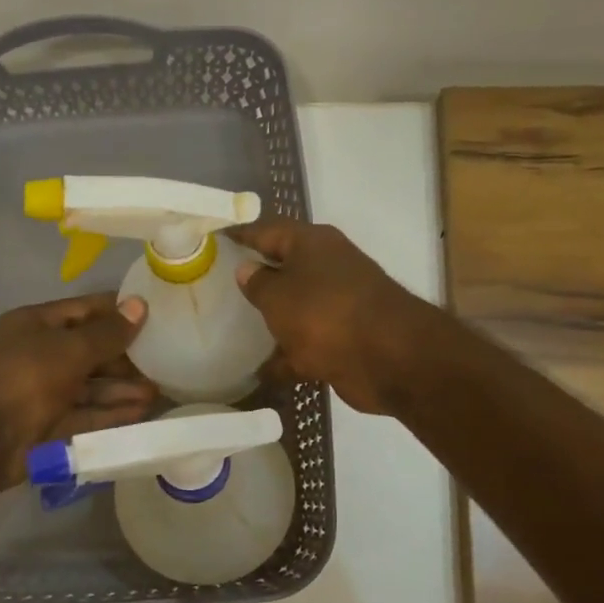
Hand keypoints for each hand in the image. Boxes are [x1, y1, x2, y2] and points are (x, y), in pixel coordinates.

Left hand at [0, 292, 155, 486]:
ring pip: (91, 387)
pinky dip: (112, 414)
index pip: (85, 311)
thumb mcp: (69, 348)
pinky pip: (87, 415)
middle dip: (126, 357)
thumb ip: (107, 333)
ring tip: (158, 392)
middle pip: (90, 351)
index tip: (156, 314)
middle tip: (165, 361)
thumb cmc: (24, 377)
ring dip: (123, 389)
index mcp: (36, 325)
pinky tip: (141, 413)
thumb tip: (140, 306)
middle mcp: (40, 355)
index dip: (119, 311)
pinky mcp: (50, 426)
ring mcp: (44, 392)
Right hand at [230, 217, 432, 414]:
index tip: (215, 239)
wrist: (388, 358)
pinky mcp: (344, 340)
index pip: (268, 230)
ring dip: (273, 320)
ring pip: (296, 309)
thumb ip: (258, 283)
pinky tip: (260, 372)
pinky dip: (287, 358)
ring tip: (234, 331)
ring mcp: (338, 305)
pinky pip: (306, 346)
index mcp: (313, 244)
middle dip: (257, 279)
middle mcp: (328, 268)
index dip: (241, 235)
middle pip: (285, 269)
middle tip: (217, 288)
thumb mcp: (278, 296)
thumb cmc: (325, 313)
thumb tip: (247, 269)